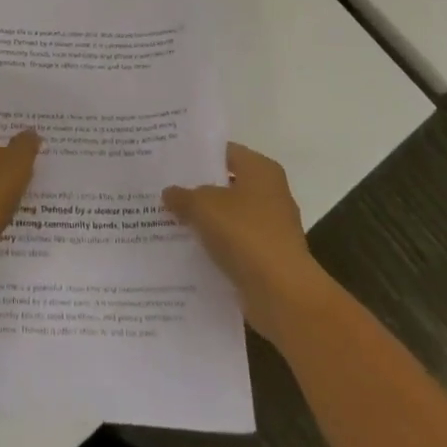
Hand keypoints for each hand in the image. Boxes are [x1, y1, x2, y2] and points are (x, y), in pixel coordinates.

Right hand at [164, 142, 330, 339]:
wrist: (283, 295)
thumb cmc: (246, 234)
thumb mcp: (203, 206)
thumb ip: (183, 195)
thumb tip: (169, 192)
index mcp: (261, 169)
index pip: (224, 152)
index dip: (197, 155)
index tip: (170, 160)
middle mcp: (270, 193)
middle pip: (226, 184)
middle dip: (197, 189)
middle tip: (164, 189)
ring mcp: (271, 228)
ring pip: (229, 217)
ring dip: (205, 221)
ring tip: (168, 220)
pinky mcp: (267, 259)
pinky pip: (234, 245)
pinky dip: (215, 247)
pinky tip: (187, 251)